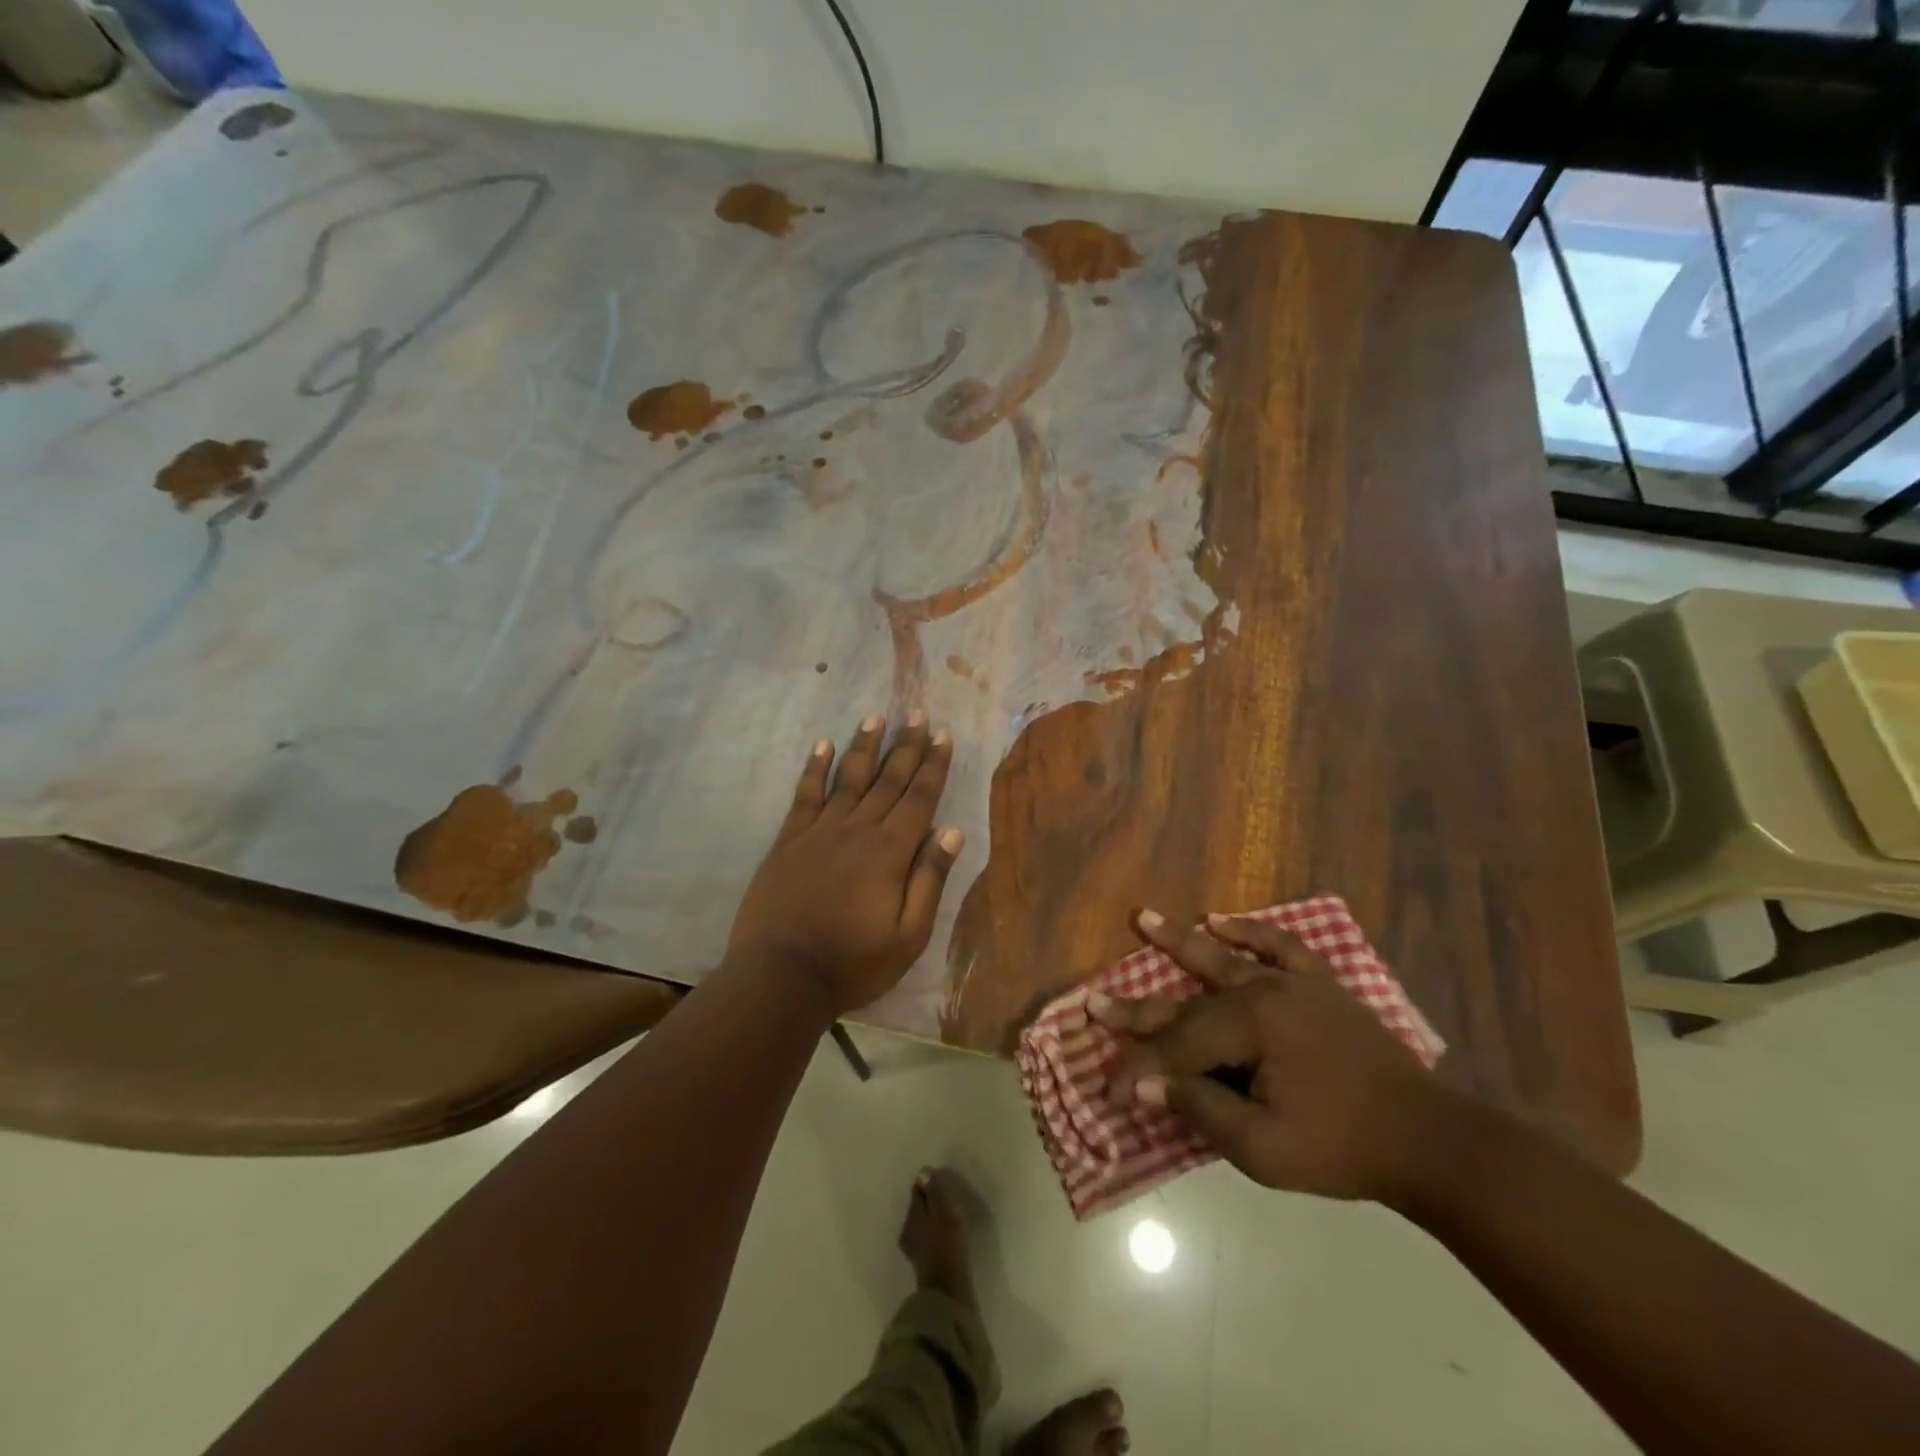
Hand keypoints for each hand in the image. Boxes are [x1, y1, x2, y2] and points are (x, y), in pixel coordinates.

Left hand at [728, 715, 962, 1015]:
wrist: (781, 976)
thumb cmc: (853, 963)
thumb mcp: (908, 935)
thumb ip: (930, 879)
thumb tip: (952, 830)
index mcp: (891, 851)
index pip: (920, 798)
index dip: (934, 765)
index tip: (943, 735)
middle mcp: (858, 829)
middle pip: (888, 780)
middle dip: (906, 746)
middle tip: (918, 714)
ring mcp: (820, 831)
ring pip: (848, 778)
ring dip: (864, 746)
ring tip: (876, 717)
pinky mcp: (789, 840)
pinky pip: (805, 794)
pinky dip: (815, 768)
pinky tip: (823, 744)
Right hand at [1090, 911, 1459, 1203]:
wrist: (1428, 1140)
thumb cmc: (1341, 1148)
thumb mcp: (1263, 1148)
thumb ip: (1200, 1110)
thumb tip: (1146, 1084)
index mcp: (1249, 1029)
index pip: (1178, 1049)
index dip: (1140, 1072)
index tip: (1110, 1092)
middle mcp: (1262, 993)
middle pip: (1187, 1003)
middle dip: (1137, 1011)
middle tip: (1093, 1002)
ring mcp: (1292, 983)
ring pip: (1222, 959)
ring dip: (1178, 941)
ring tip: (1142, 916)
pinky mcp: (1319, 983)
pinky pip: (1278, 946)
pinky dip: (1249, 932)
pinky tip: (1220, 919)